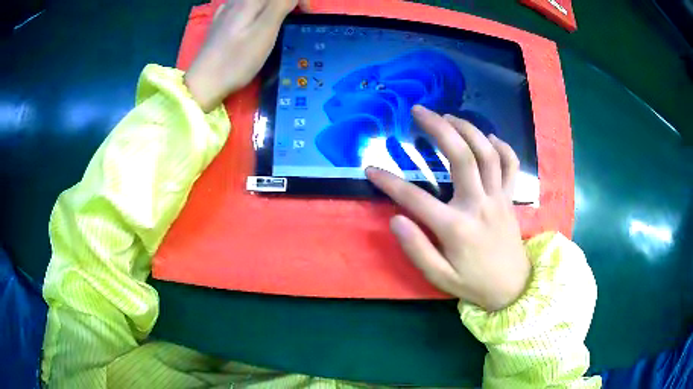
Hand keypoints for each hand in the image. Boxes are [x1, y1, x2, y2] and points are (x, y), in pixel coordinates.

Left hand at [184, 0, 309, 111]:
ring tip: (280, 20)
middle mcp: (237, 1)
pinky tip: (255, 20)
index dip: (299, 0)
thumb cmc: (237, 59)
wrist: (203, 83)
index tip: (307, 15)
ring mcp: (226, 11)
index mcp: (250, 1)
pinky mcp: (220, 23)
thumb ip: (281, 4)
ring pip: (255, 1)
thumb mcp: (265, 30)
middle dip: (286, 3)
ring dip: (272, 6)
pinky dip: (256, 10)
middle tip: (295, 17)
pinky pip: (243, 6)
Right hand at [367, 105, 529, 311]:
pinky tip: (488, 137)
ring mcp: (498, 198)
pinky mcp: (510, 198)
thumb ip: (417, 249)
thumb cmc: (473, 283)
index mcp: (456, 227)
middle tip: (419, 111)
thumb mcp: (439, 277)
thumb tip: (395, 220)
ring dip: (468, 129)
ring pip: (487, 153)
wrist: (512, 288)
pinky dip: (502, 146)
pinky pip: (511, 165)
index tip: (371, 169)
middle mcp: (479, 205)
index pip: (416, 199)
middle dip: (439, 128)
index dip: (389, 182)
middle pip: (462, 157)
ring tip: (448, 116)